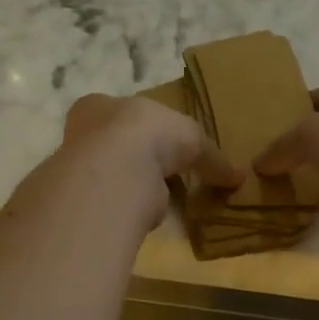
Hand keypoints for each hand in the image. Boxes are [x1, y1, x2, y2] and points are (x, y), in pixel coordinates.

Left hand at [58, 94, 242, 229]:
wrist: (116, 173)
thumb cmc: (149, 135)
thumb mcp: (192, 137)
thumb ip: (212, 157)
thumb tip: (239, 177)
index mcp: (100, 104)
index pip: (123, 113)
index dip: (146, 128)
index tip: (166, 145)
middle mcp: (83, 134)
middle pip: (115, 145)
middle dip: (140, 159)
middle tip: (166, 175)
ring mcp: (79, 170)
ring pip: (113, 176)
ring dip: (135, 186)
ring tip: (161, 199)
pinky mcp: (85, 203)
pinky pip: (115, 203)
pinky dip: (132, 209)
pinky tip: (148, 215)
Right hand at [253, 74, 318, 248]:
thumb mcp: (313, 134)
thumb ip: (283, 145)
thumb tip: (259, 163)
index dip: (300, 104)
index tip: (271, 121)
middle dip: (300, 144)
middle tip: (264, 155)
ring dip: (307, 175)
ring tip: (268, 181)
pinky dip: (315, 201)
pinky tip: (287, 206)